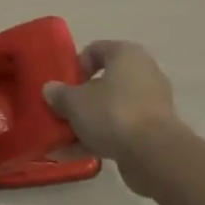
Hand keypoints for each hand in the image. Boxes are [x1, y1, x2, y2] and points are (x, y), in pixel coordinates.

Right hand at [42, 39, 180, 169]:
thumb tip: (50, 89)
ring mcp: (150, 104)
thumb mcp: (75, 101)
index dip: (75, 66)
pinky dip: (99, 139)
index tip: (62, 85)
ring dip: (87, 123)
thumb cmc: (112, 113)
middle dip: (80, 99)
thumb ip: (60, 94)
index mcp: (126, 55)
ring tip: (62, 140)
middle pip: (103, 83)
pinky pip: (119, 130)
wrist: (153, 153)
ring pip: (110, 109)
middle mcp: (143, 74)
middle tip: (61, 112)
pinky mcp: (153, 131)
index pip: (95, 50)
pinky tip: (75, 154)